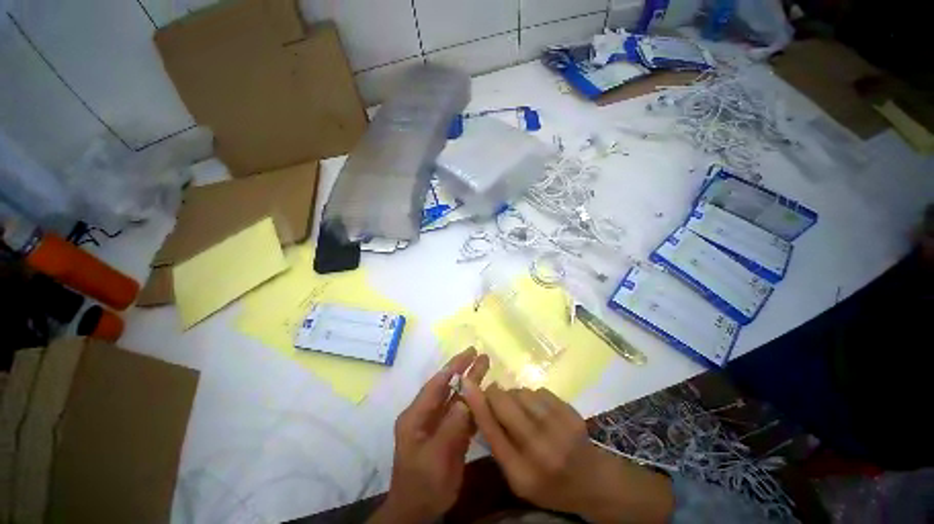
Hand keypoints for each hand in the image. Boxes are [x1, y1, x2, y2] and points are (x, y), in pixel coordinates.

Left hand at [369, 348, 489, 522]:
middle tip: (480, 354)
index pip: (436, 384)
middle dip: (464, 370)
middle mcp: (427, 415)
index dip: (453, 367)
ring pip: (457, 398)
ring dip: (471, 384)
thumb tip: (465, 399)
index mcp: (416, 416)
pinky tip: (487, 396)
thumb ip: (450, 427)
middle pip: (448, 387)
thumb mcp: (434, 457)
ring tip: (486, 366)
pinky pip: (463, 415)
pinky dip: (475, 404)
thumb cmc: (422, 484)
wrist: (419, 512)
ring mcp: (438, 424)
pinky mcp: (449, 434)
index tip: (469, 353)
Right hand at [461, 381, 673, 523]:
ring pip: (521, 392)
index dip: (476, 402)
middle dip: (495, 394)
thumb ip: (497, 444)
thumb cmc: (548, 484)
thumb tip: (480, 406)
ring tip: (521, 410)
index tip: (466, 382)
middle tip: (494, 395)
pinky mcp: (570, 412)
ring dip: (514, 396)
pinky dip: (533, 397)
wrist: (592, 481)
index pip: (491, 430)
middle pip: (505, 403)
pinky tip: (539, 411)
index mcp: (522, 473)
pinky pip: (538, 391)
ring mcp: (559, 427)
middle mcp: (540, 449)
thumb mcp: (517, 477)